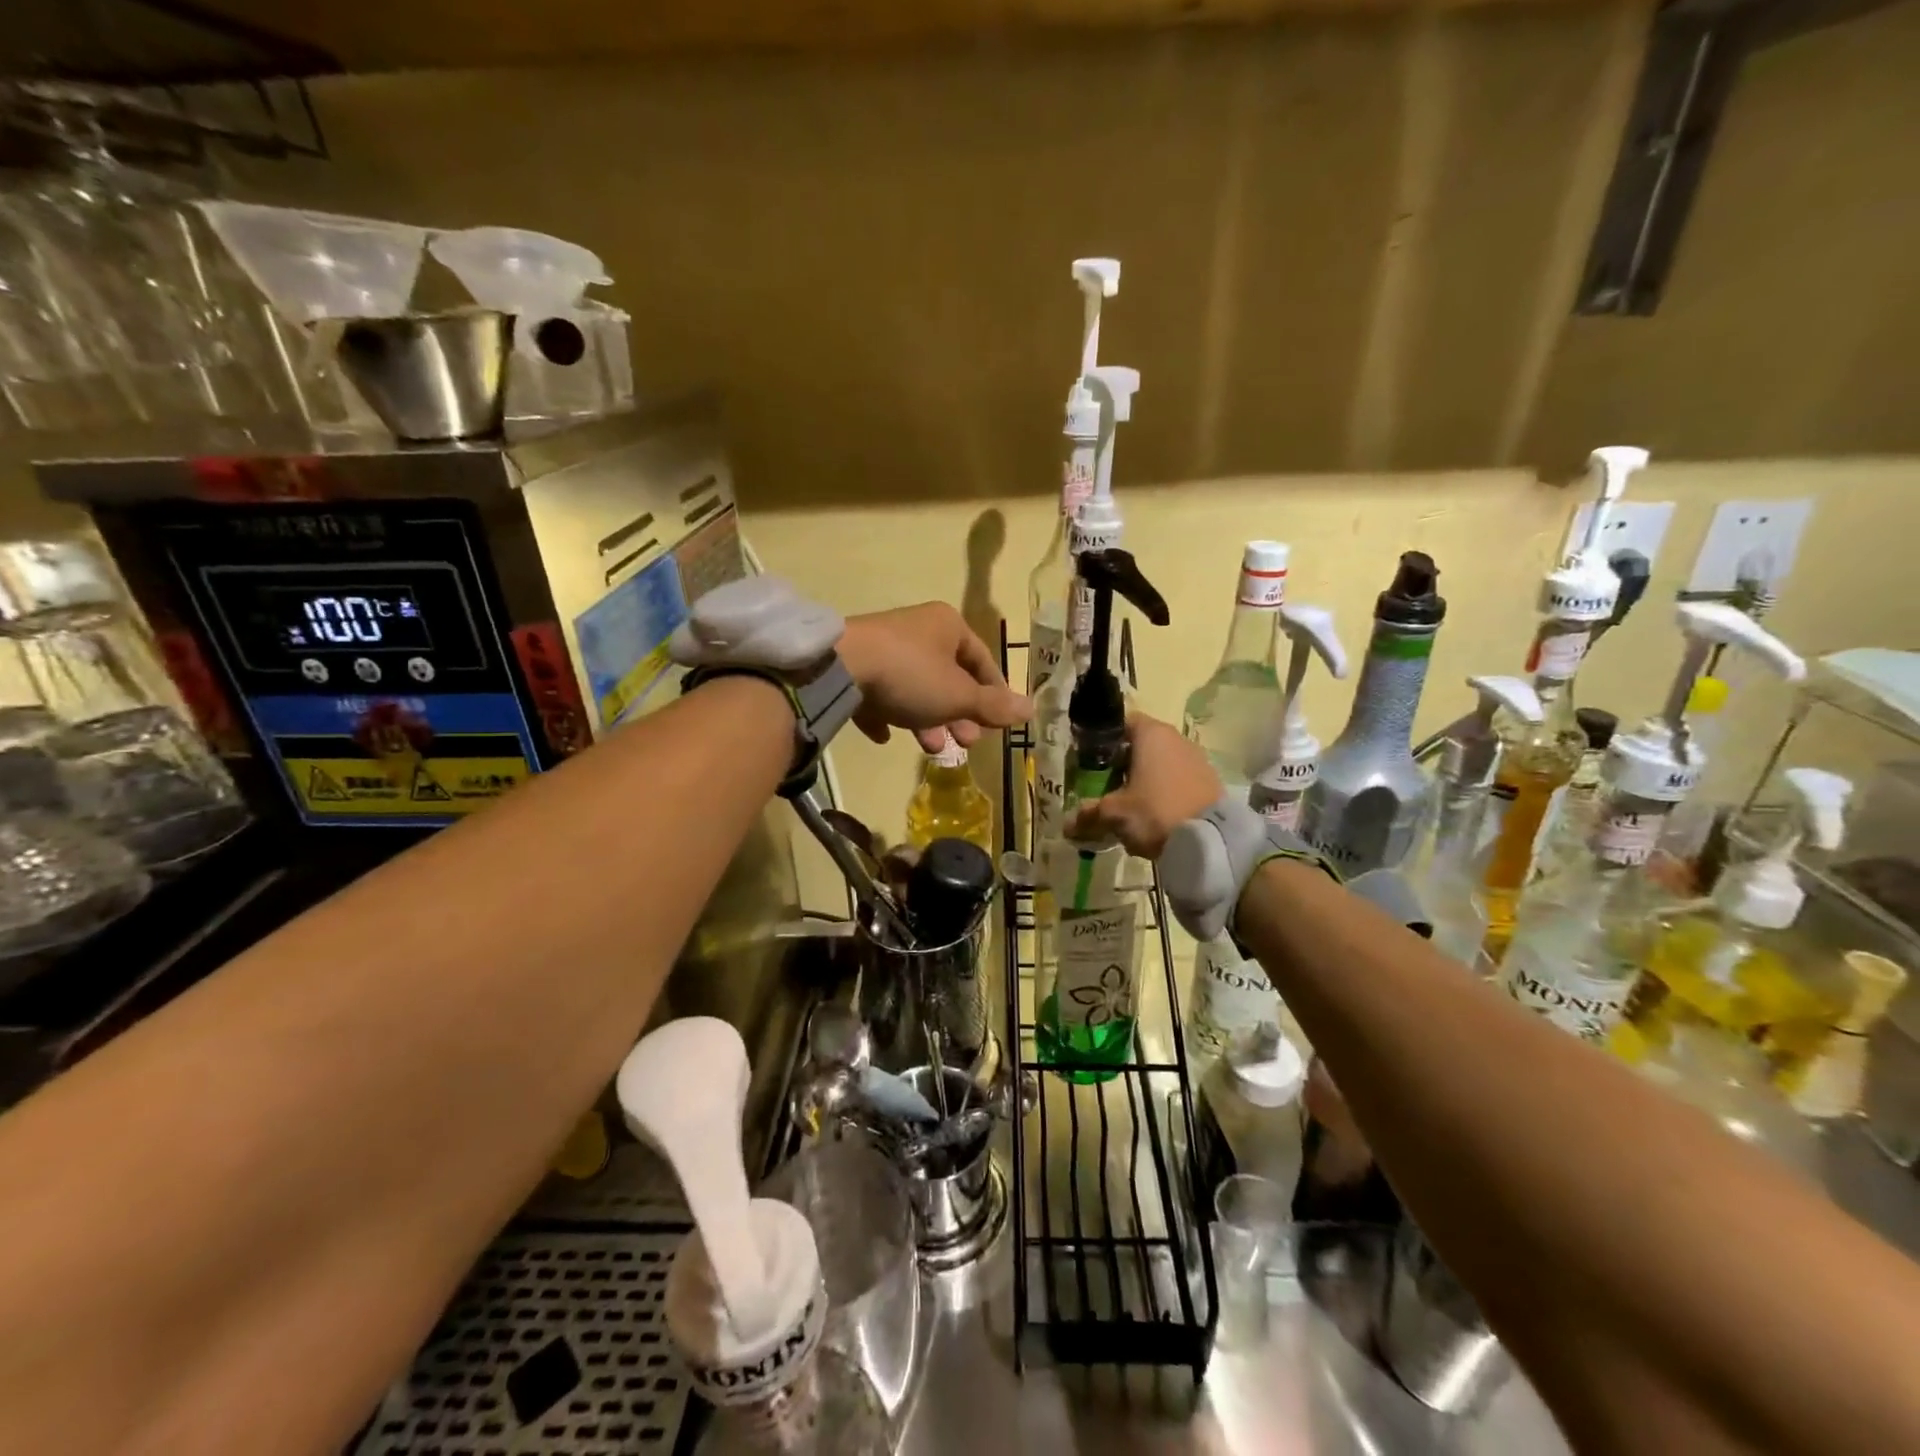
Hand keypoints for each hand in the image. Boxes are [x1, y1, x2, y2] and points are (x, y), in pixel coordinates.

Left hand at [837, 603, 1030, 751]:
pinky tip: (884, 736)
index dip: (993, 694)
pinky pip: (878, 692)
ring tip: (932, 748)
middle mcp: (917, 629)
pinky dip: (886, 713)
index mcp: (948, 626)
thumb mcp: (958, 696)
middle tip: (966, 743)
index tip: (996, 724)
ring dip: (927, 720)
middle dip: (959, 714)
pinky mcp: (855, 664)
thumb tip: (1032, 709)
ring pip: (914, 687)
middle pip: (948, 676)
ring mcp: (882, 646)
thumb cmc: (911, 675)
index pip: (982, 660)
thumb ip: (993, 706)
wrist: (839, 667)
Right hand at [1066, 713, 1221, 858]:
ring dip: (1145, 780)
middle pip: (1141, 744)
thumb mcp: (1114, 814)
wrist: (1212, 841)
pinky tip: (1156, 816)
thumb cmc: (1156, 812)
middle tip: (1105, 786)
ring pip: (1161, 764)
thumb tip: (1068, 825)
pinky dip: (1165, 792)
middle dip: (1123, 764)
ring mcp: (1197, 759)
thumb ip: (1089, 814)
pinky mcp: (1210, 782)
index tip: (1091, 761)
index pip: (1122, 723)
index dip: (1104, 740)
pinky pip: (1178, 780)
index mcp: (1151, 734)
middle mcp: (1176, 738)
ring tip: (1130, 806)